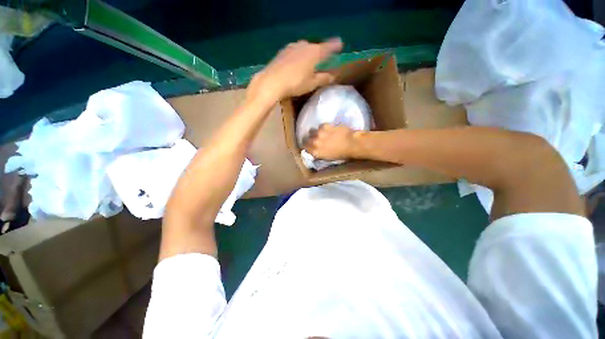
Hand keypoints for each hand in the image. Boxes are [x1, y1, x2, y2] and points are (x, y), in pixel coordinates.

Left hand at [247, 38, 342, 104]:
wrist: (272, 81)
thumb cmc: (295, 83)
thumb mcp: (312, 83)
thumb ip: (323, 78)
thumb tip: (333, 76)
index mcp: (315, 52)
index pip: (328, 47)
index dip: (335, 46)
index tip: (340, 44)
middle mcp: (304, 45)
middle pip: (315, 46)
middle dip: (320, 51)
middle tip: (322, 58)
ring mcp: (292, 47)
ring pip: (304, 48)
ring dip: (308, 53)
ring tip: (309, 61)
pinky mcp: (283, 51)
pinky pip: (295, 51)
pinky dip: (298, 55)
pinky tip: (296, 63)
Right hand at [304, 124, 361, 159]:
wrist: (352, 143)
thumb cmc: (342, 154)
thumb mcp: (328, 158)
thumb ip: (318, 153)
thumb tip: (314, 150)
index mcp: (315, 152)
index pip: (305, 148)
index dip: (307, 147)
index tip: (309, 146)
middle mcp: (314, 143)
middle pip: (307, 139)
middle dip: (310, 140)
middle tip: (316, 140)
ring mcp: (319, 133)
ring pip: (312, 131)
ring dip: (315, 133)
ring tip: (322, 134)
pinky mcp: (325, 126)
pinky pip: (320, 126)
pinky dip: (323, 128)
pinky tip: (328, 129)